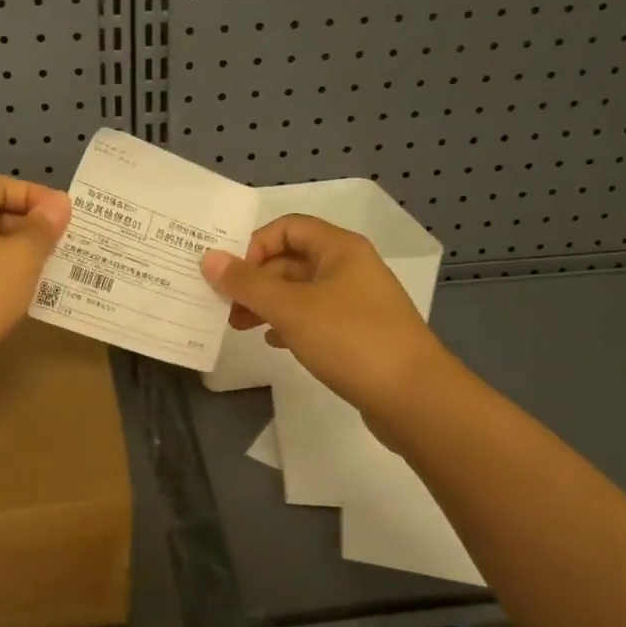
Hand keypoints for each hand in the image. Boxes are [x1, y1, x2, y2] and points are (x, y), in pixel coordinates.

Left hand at [0, 175, 70, 384]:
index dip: (35, 195)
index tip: (68, 216)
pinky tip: (33, 300)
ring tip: (60, 271)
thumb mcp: (19, 257)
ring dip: (24, 260)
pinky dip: (7, 286)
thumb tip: (58, 204)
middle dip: (33, 229)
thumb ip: (42, 229)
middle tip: (70, 245)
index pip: (0, 184)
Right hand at [201, 215, 451, 418]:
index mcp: (340, 249)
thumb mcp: (291, 308)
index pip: (287, 227)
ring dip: (267, 303)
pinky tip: (272, 342)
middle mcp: (349, 268)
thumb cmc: (351, 340)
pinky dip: (289, 324)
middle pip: (291, 259)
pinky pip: (314, 317)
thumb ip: (247, 283)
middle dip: (255, 279)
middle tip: (224, 305)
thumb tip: (209, 258)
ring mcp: (357, 302)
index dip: (254, 245)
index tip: (230, 275)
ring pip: (300, 291)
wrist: (416, 399)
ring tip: (239, 325)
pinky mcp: (359, 334)